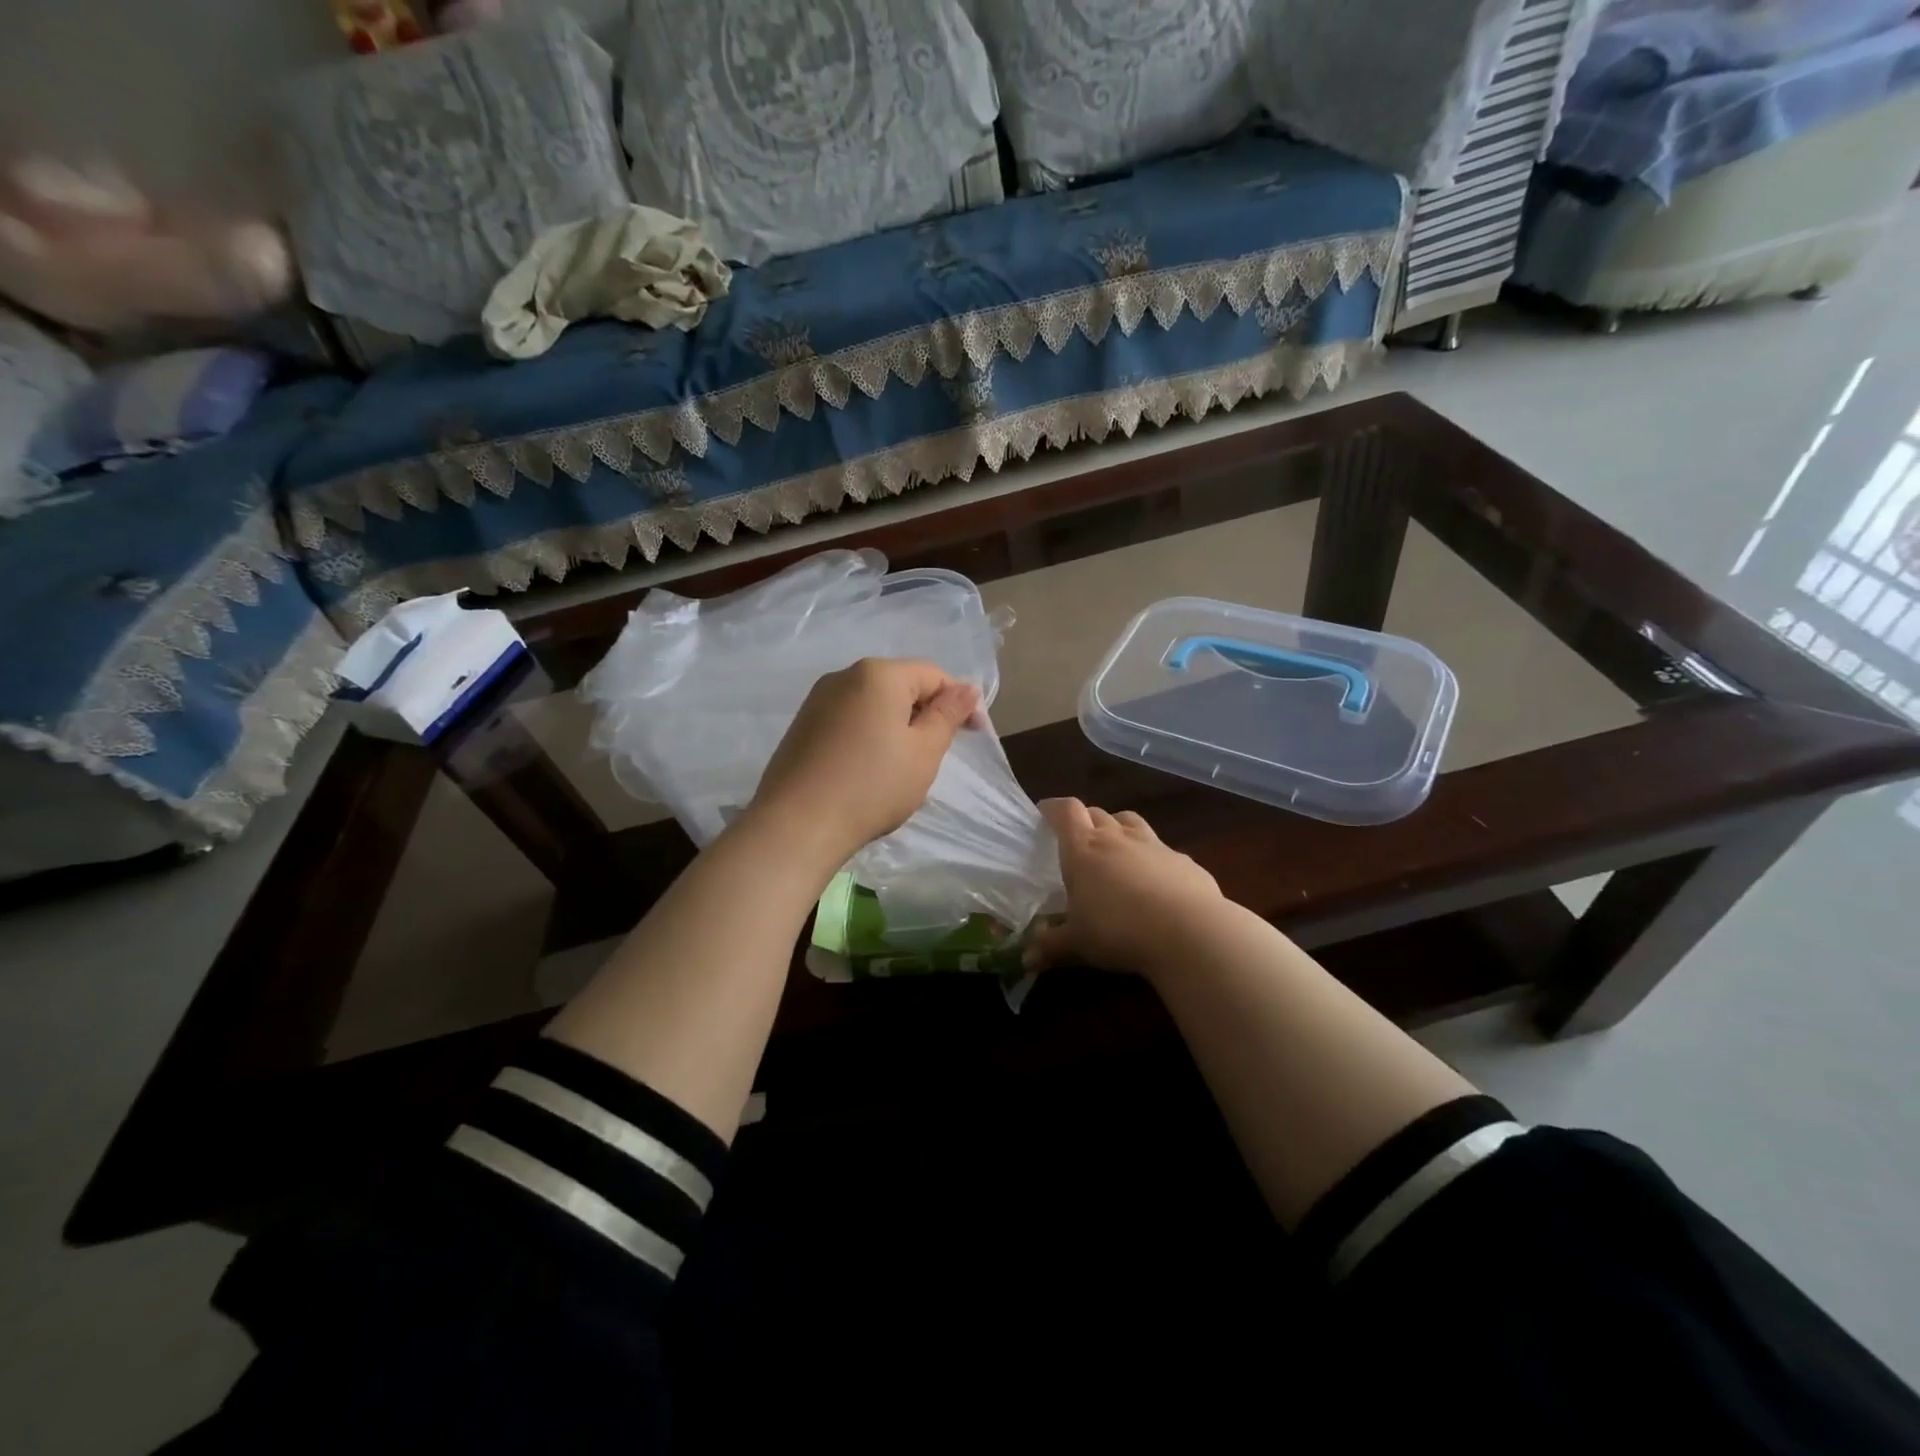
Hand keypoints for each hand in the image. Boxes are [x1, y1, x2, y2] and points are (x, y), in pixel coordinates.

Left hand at [750, 657, 979, 866]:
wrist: (796, 826)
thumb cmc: (872, 786)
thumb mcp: (924, 752)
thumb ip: (948, 715)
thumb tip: (967, 687)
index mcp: (878, 674)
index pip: (933, 674)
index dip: (959, 702)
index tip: (973, 736)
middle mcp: (844, 676)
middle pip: (901, 685)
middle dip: (925, 714)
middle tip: (936, 756)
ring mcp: (817, 701)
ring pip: (873, 704)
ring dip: (896, 727)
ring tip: (902, 767)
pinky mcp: (802, 726)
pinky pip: (849, 721)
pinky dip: (868, 737)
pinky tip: (868, 772)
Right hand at [1024, 798, 1224, 979]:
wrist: (1190, 933)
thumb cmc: (1119, 931)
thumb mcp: (1077, 944)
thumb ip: (1051, 946)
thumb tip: (1027, 958)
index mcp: (1084, 850)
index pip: (1066, 812)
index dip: (1054, 808)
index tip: (1045, 812)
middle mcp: (1117, 838)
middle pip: (1097, 813)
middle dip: (1085, 820)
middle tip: (1077, 839)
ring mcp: (1155, 846)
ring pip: (1131, 822)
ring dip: (1119, 828)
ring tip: (1115, 847)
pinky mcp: (1185, 861)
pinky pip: (1163, 850)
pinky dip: (1153, 858)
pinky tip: (1156, 882)